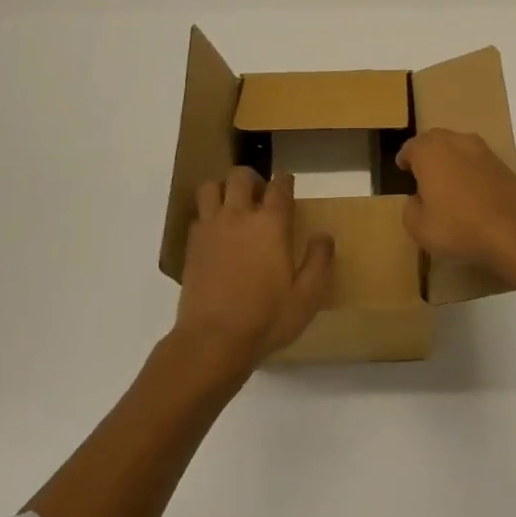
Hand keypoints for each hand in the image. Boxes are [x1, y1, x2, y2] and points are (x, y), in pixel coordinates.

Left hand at [175, 167, 334, 371]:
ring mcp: (211, 228)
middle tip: (260, 196)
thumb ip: (319, 261)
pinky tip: (216, 233)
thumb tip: (323, 236)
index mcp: (271, 224)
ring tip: (233, 207)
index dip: (285, 181)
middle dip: (252, 179)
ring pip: (211, 187)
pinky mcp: (192, 245)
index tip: (288, 185)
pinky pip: (198, 214)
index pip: (279, 186)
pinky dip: (207, 214)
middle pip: (241, 176)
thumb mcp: (307, 297)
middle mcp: (239, 216)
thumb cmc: (266, 319)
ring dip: (223, 190)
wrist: (213, 340)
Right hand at [396, 128, 515, 271]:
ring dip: (450, 159)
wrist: (514, 231)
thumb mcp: (418, 227)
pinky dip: (471, 170)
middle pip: (435, 140)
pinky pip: (478, 161)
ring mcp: (482, 150)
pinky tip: (472, 191)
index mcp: (429, 152)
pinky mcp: (503, 163)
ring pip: (458, 146)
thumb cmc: (458, 227)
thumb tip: (417, 199)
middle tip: (423, 175)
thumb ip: (410, 208)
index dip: (404, 160)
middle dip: (426, 154)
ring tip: (448, 182)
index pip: (410, 147)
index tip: (403, 172)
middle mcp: (455, 141)